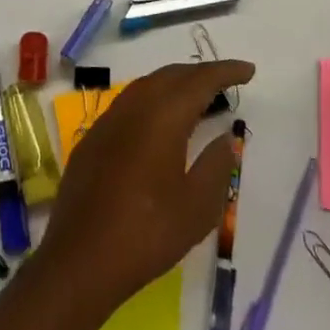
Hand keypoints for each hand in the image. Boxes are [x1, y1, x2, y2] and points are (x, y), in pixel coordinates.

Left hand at [39, 59, 254, 313]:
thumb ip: (216, 166)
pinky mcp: (93, 138)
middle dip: (200, 73)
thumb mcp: (197, 207)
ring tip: (197, 98)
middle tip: (226, 82)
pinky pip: (129, 103)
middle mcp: (133, 107)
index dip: (225, 72)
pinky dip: (153, 100)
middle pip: (171, 75)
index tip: (249, 71)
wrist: (81, 258)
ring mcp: (108, 120)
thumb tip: (225, 137)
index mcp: (162, 117)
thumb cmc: (147, 233)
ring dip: (174, 84)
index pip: (199, 81)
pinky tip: (160, 122)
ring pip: (147, 86)